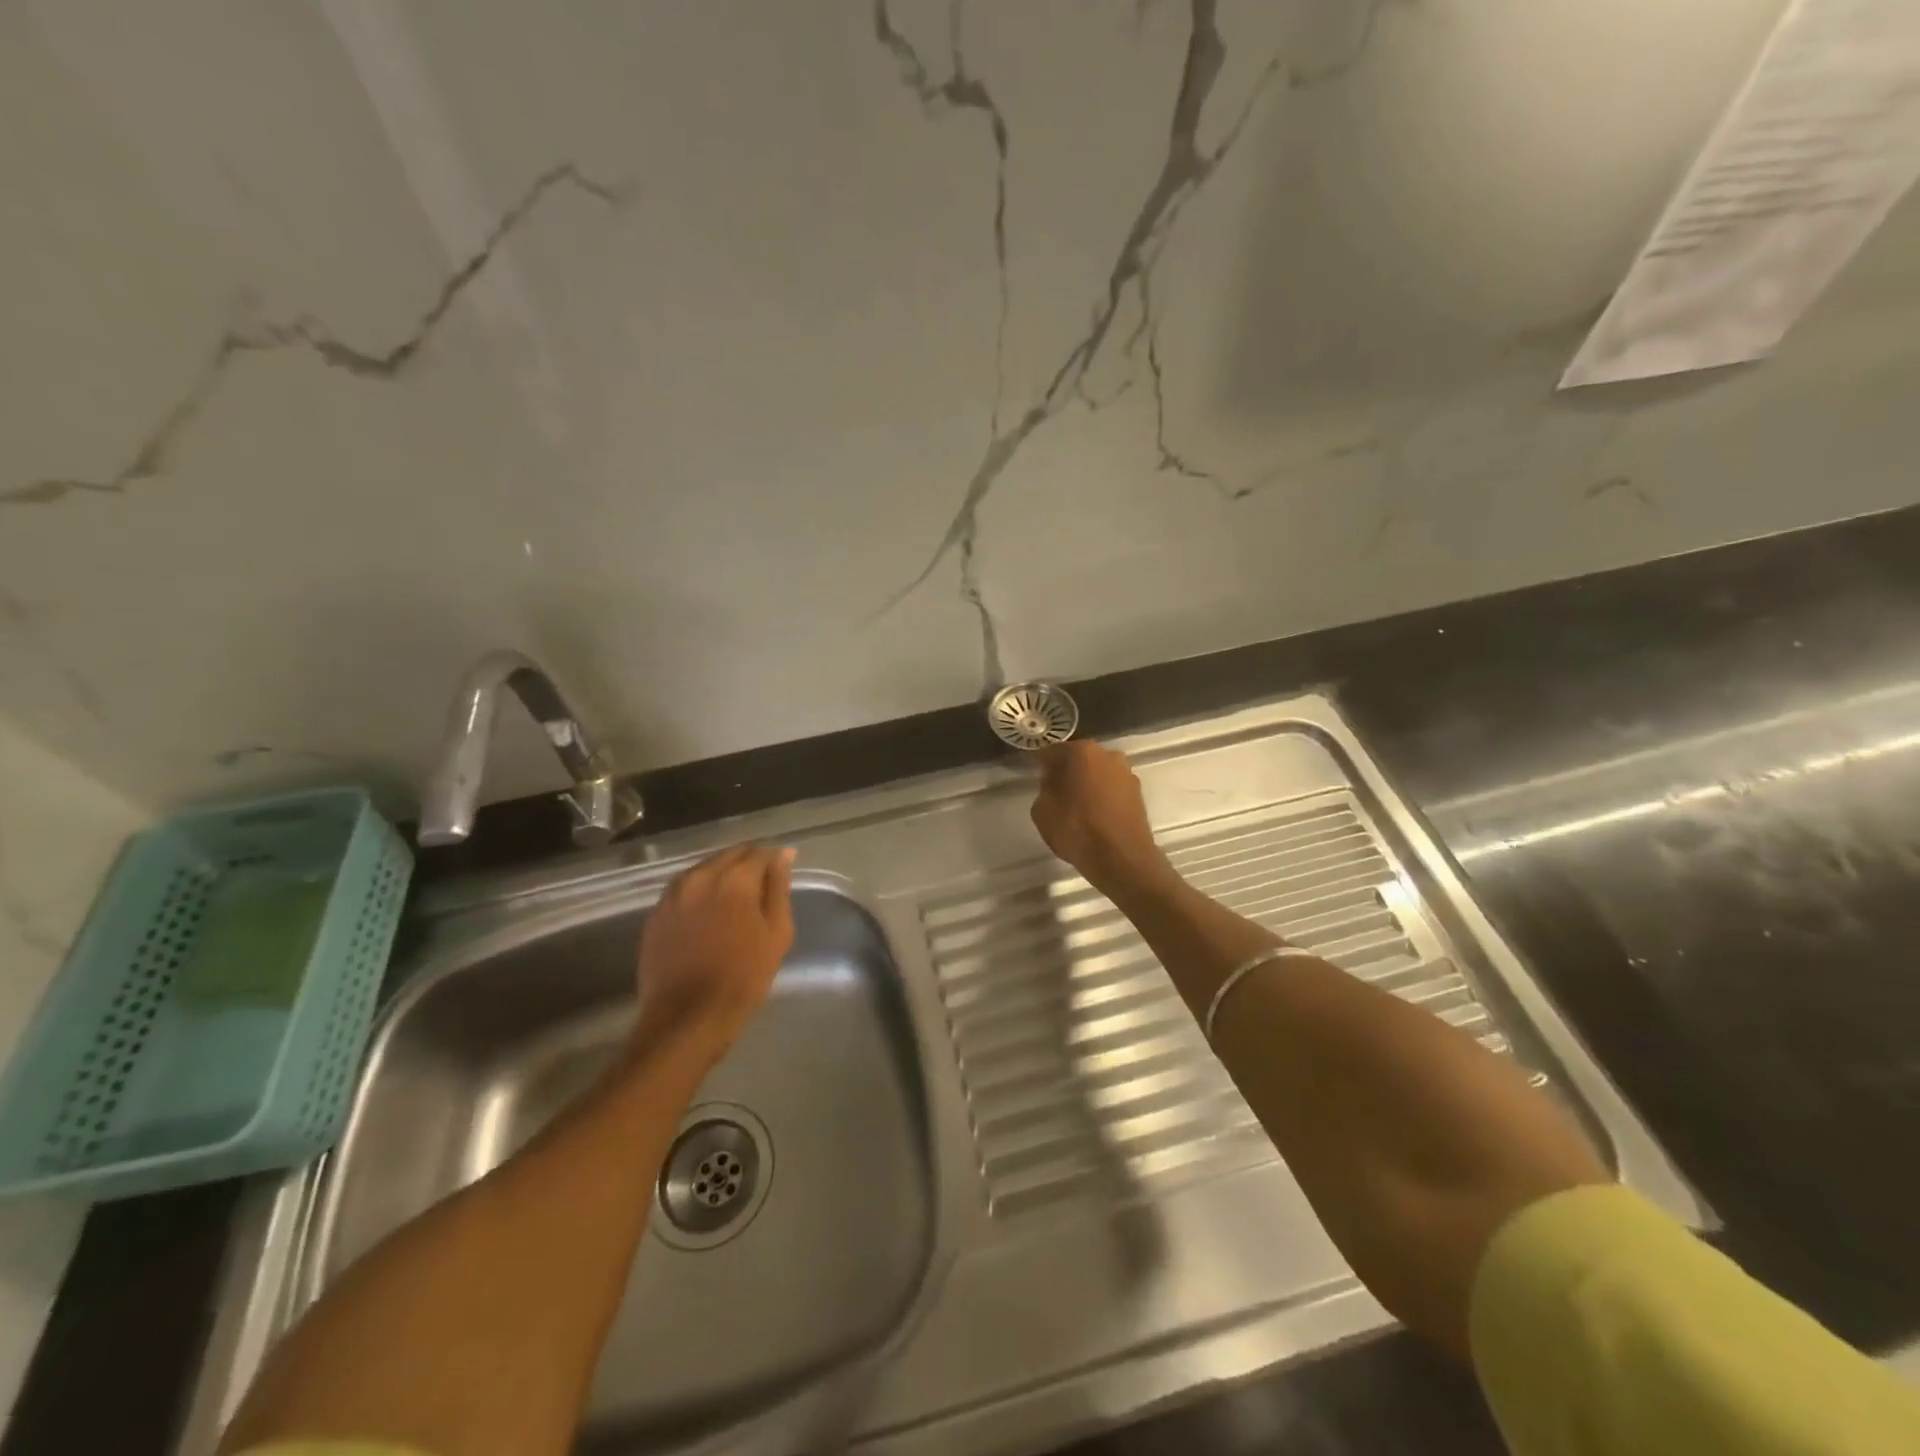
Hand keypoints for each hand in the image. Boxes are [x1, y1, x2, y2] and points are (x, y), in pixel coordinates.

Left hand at [632, 844, 795, 1066]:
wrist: (688, 1017)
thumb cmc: (743, 977)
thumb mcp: (777, 933)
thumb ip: (778, 888)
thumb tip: (782, 856)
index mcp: (734, 879)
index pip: (759, 853)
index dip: (774, 858)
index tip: (783, 869)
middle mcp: (700, 877)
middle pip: (729, 855)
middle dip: (748, 863)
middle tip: (762, 884)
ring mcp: (673, 894)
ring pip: (704, 869)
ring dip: (722, 874)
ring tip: (736, 897)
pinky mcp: (656, 913)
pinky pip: (684, 889)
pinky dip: (700, 891)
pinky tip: (709, 911)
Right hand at [1031, 741, 1176, 898]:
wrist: (1121, 859)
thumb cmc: (1077, 829)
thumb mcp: (1042, 810)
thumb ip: (1045, 789)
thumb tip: (1054, 784)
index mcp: (1081, 752)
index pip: (1052, 752)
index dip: (1040, 763)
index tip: (1032, 773)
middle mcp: (1108, 755)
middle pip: (1079, 759)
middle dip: (1066, 771)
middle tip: (1053, 790)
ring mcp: (1127, 774)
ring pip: (1098, 774)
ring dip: (1086, 784)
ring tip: (1074, 805)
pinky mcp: (1138, 794)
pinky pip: (1111, 790)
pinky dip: (1101, 797)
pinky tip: (1093, 815)